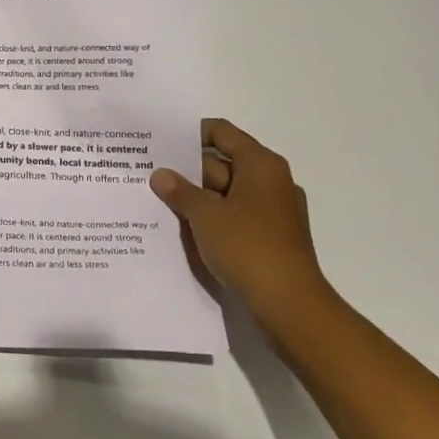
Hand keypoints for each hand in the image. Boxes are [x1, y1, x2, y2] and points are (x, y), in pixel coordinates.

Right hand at [149, 119, 331, 327]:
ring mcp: (272, 212)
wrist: (289, 305)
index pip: (222, 133)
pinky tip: (183, 228)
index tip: (160, 142)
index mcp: (261, 165)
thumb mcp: (205, 215)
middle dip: (186, 170)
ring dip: (196, 197)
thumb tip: (160, 174)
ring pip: (225, 193)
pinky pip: (233, 217)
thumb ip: (180, 191)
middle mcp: (271, 181)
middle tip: (148, 174)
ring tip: (158, 200)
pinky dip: (211, 218)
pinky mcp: (269, 238)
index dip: (190, 133)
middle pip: (222, 163)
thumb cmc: (248, 247)